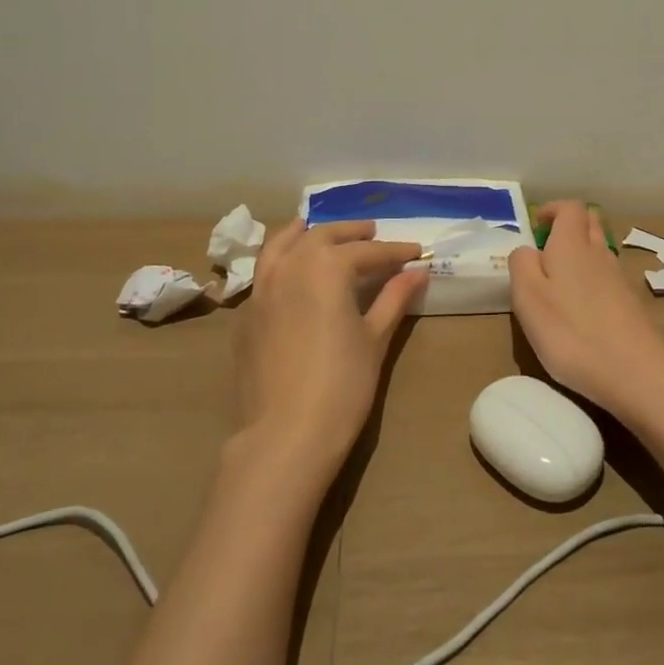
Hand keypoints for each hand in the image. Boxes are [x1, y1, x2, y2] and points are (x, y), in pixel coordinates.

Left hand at [233, 219, 424, 479]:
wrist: (285, 435)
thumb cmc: (342, 385)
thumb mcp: (375, 339)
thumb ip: (394, 298)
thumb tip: (416, 272)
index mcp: (327, 267)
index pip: (367, 251)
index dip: (394, 251)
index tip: (415, 251)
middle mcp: (291, 265)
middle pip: (323, 236)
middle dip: (351, 232)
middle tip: (373, 232)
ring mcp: (262, 288)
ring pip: (283, 243)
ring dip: (307, 232)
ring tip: (321, 229)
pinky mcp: (247, 314)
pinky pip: (265, 270)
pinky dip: (282, 257)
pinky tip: (293, 270)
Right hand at [508, 202, 663, 428]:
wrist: (637, 373)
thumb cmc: (572, 333)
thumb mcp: (528, 299)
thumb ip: (521, 265)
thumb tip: (526, 250)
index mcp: (572, 245)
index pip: (570, 207)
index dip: (553, 209)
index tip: (536, 226)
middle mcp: (599, 253)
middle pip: (590, 223)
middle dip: (569, 226)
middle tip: (547, 249)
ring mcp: (620, 279)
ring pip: (600, 250)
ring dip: (582, 254)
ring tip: (560, 282)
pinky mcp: (632, 304)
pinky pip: (609, 277)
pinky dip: (594, 280)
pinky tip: (583, 309)